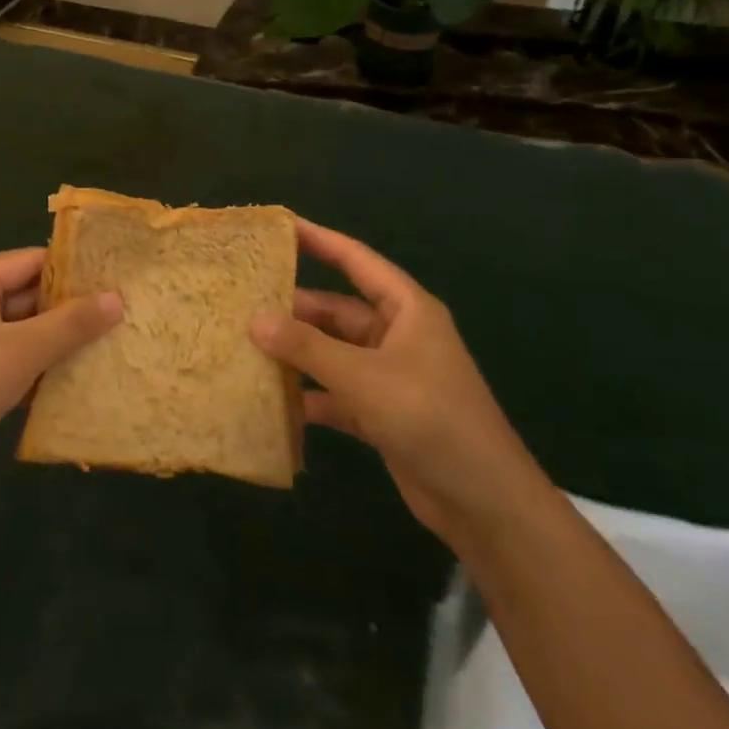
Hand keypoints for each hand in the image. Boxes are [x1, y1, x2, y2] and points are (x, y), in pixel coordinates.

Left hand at [0, 248, 121, 496]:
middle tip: (123, 309)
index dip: (72, 267)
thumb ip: (72, 322)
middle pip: (30, 295)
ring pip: (27, 331)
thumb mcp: (23, 348)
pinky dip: (46, 366)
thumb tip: (117, 297)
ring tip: (114, 338)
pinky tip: (84, 373)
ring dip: (62, 339)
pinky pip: (19, 360)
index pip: (31, 260)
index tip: (115, 274)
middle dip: (71, 306)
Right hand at [249, 218, 547, 547]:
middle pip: (337, 309)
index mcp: (406, 310)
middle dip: (294, 308)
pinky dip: (309, 395)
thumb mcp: (364, 377)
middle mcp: (397, 335)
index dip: (318, 239)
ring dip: (297, 353)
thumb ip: (307, 347)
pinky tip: (272, 399)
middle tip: (242, 301)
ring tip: (245, 346)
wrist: (485, 503)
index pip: (355, 260)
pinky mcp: (382, 412)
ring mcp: (389, 375)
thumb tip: (254, 319)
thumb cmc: (430, 419)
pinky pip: (336, 392)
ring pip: (332, 352)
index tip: (277, 225)